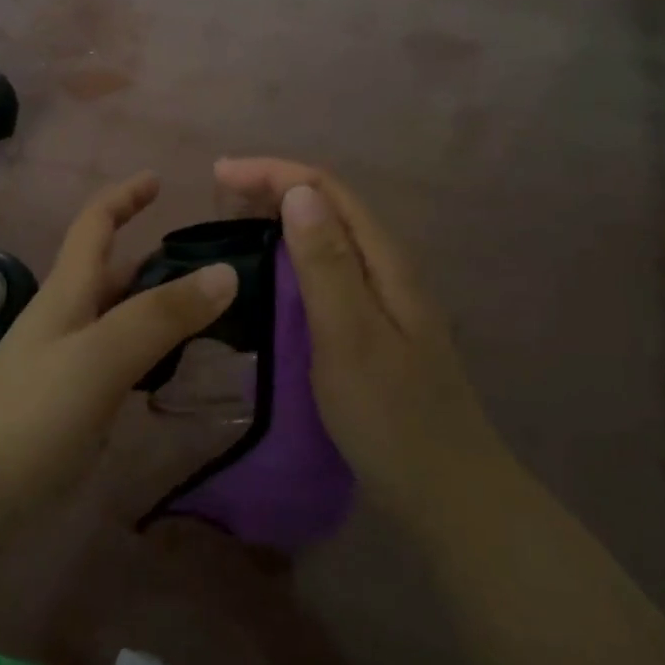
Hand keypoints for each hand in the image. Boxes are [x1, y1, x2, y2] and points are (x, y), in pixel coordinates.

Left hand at [0, 172, 237, 505]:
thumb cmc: (35, 411)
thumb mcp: (102, 354)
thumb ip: (162, 315)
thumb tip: (227, 272)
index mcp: (68, 291)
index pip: (95, 225)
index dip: (124, 196)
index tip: (160, 179)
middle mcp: (69, 317)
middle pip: (115, 271)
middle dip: (158, 257)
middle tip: (217, 262)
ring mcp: (72, 360)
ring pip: (123, 316)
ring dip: (162, 305)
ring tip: (216, 310)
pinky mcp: (78, 400)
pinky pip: (125, 358)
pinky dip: (155, 350)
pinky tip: (182, 365)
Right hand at [214, 157, 506, 519]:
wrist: (447, 492)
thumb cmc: (392, 417)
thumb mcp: (351, 336)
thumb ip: (326, 264)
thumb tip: (297, 192)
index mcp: (385, 261)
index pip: (328, 190)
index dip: (273, 172)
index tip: (218, 174)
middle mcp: (387, 268)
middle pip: (330, 206)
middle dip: (274, 187)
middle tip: (217, 196)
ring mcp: (383, 299)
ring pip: (328, 237)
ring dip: (281, 218)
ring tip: (234, 222)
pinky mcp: (373, 326)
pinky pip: (328, 271)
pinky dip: (292, 256)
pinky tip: (271, 274)